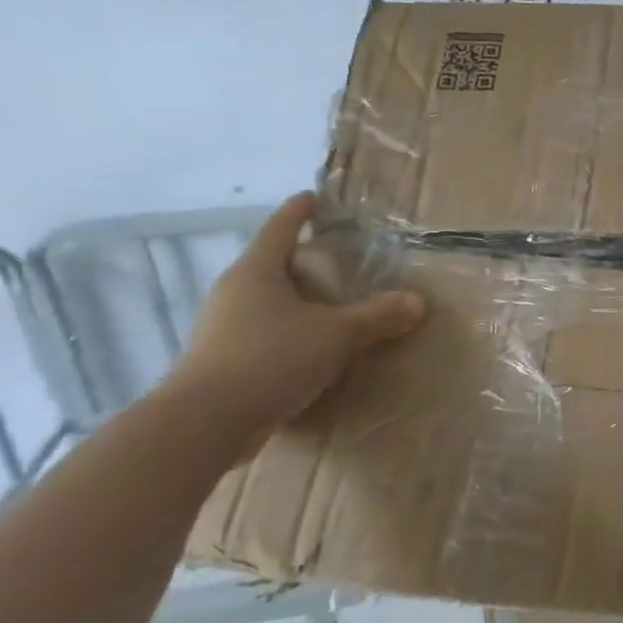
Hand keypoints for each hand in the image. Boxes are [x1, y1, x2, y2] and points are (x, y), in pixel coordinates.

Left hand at [169, 193, 424, 443]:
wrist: (204, 424)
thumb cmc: (270, 359)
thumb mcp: (336, 334)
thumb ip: (378, 316)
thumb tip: (418, 301)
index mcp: (256, 272)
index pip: (279, 229)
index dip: (298, 212)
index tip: (312, 197)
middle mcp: (233, 293)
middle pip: (270, 265)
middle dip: (300, 260)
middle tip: (334, 258)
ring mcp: (221, 328)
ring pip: (264, 302)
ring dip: (293, 300)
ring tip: (327, 305)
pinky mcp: (220, 362)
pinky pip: (260, 334)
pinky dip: (286, 332)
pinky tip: (308, 347)